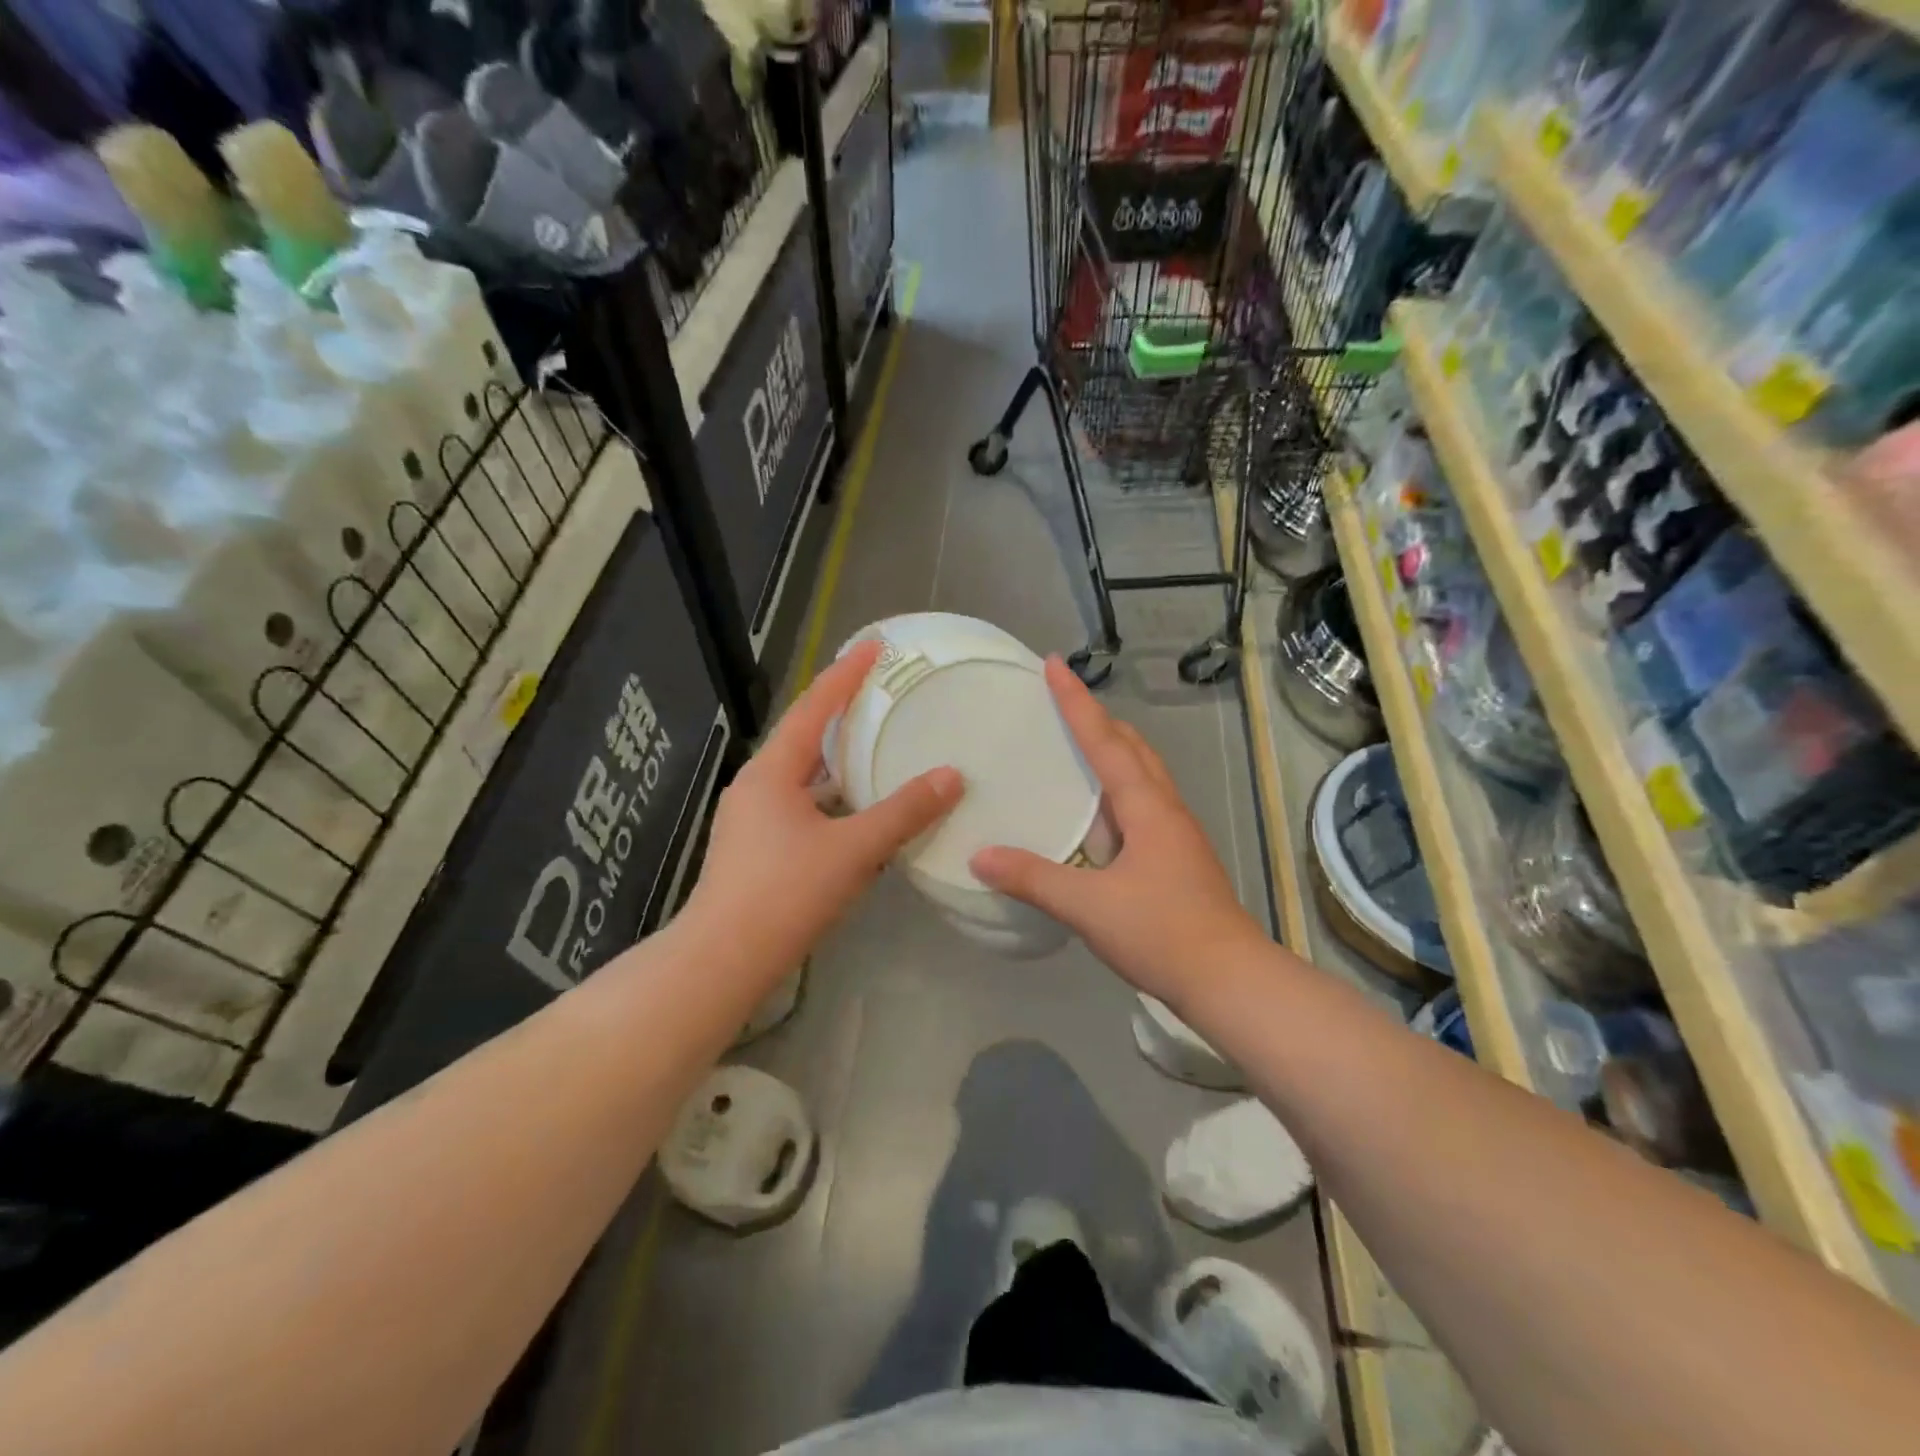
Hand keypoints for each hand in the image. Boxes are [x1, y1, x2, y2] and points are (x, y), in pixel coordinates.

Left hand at [684, 640, 963, 981]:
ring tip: (877, 746)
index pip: (814, 707)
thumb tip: (952, 776)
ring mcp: (752, 819)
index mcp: (772, 772)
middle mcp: (757, 786)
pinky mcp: (756, 849)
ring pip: (803, 776)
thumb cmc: (785, 894)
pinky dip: (832, 798)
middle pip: (804, 737)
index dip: (846, 674)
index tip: (875, 646)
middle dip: (841, 712)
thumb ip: (903, 812)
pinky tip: (858, 812)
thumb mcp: (853, 850)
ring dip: (837, 760)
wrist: (722, 961)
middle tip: (881, 693)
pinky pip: (801, 805)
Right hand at [970, 657, 1265, 1005]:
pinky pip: (1143, 803)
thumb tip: (980, 856)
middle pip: (1132, 747)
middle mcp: (1165, 808)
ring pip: (1142, 774)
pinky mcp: (1177, 858)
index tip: (1053, 665)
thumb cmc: (1162, 932)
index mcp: (1146, 806)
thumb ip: (1034, 879)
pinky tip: (1098, 813)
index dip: (1076, 702)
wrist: (1230, 980)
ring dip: (1113, 750)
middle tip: (1063, 704)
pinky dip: (1117, 788)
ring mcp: (1176, 833)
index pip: (1105, 740)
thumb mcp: (1089, 906)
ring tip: (1078, 746)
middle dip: (1098, 719)